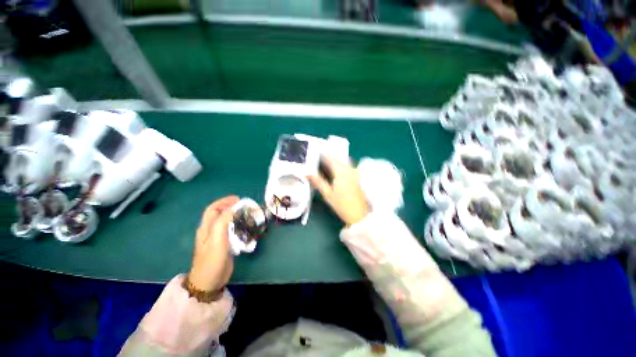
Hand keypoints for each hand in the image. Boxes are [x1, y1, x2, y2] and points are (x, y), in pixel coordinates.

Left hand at [188, 196, 239, 291]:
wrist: (209, 282)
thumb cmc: (212, 260)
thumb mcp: (217, 240)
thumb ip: (223, 222)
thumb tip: (233, 208)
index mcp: (206, 228)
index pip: (213, 209)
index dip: (224, 202)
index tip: (238, 199)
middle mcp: (210, 231)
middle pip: (220, 214)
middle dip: (231, 207)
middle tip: (245, 206)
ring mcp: (217, 238)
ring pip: (226, 222)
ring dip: (236, 216)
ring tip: (247, 214)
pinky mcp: (224, 244)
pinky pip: (231, 230)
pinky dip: (238, 225)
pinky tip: (245, 227)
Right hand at [308, 156, 368, 226]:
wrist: (359, 215)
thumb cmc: (342, 205)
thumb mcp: (327, 194)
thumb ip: (318, 182)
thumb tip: (307, 173)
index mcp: (341, 171)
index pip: (331, 158)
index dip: (322, 155)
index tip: (314, 153)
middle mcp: (349, 169)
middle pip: (338, 158)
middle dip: (329, 156)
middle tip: (319, 158)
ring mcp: (355, 173)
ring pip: (344, 161)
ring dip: (335, 160)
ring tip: (326, 163)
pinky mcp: (357, 177)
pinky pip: (348, 166)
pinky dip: (341, 165)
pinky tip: (336, 170)